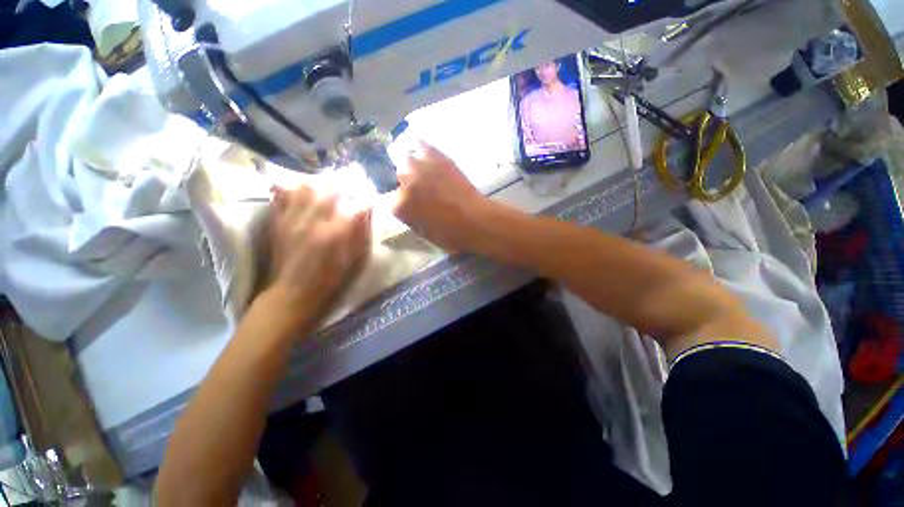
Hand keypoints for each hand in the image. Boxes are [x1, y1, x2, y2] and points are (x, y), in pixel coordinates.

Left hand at [264, 184, 370, 332]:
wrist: (294, 293)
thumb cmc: (332, 279)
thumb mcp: (356, 259)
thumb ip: (362, 233)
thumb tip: (366, 211)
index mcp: (338, 233)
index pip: (357, 203)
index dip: (365, 196)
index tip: (369, 194)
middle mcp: (316, 220)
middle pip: (331, 189)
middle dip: (344, 183)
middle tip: (350, 183)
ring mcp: (294, 219)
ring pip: (306, 187)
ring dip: (320, 182)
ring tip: (326, 185)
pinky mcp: (278, 221)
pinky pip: (283, 195)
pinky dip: (293, 188)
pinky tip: (300, 189)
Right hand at [391, 142, 488, 250]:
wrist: (475, 220)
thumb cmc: (449, 234)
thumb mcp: (421, 231)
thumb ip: (407, 215)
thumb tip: (404, 205)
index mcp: (399, 206)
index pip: (389, 199)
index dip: (399, 201)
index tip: (407, 203)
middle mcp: (404, 182)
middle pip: (395, 175)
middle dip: (403, 182)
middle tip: (417, 189)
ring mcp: (419, 167)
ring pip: (403, 158)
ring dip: (410, 166)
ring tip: (420, 171)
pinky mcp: (436, 156)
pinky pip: (420, 144)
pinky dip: (419, 147)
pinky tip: (424, 153)